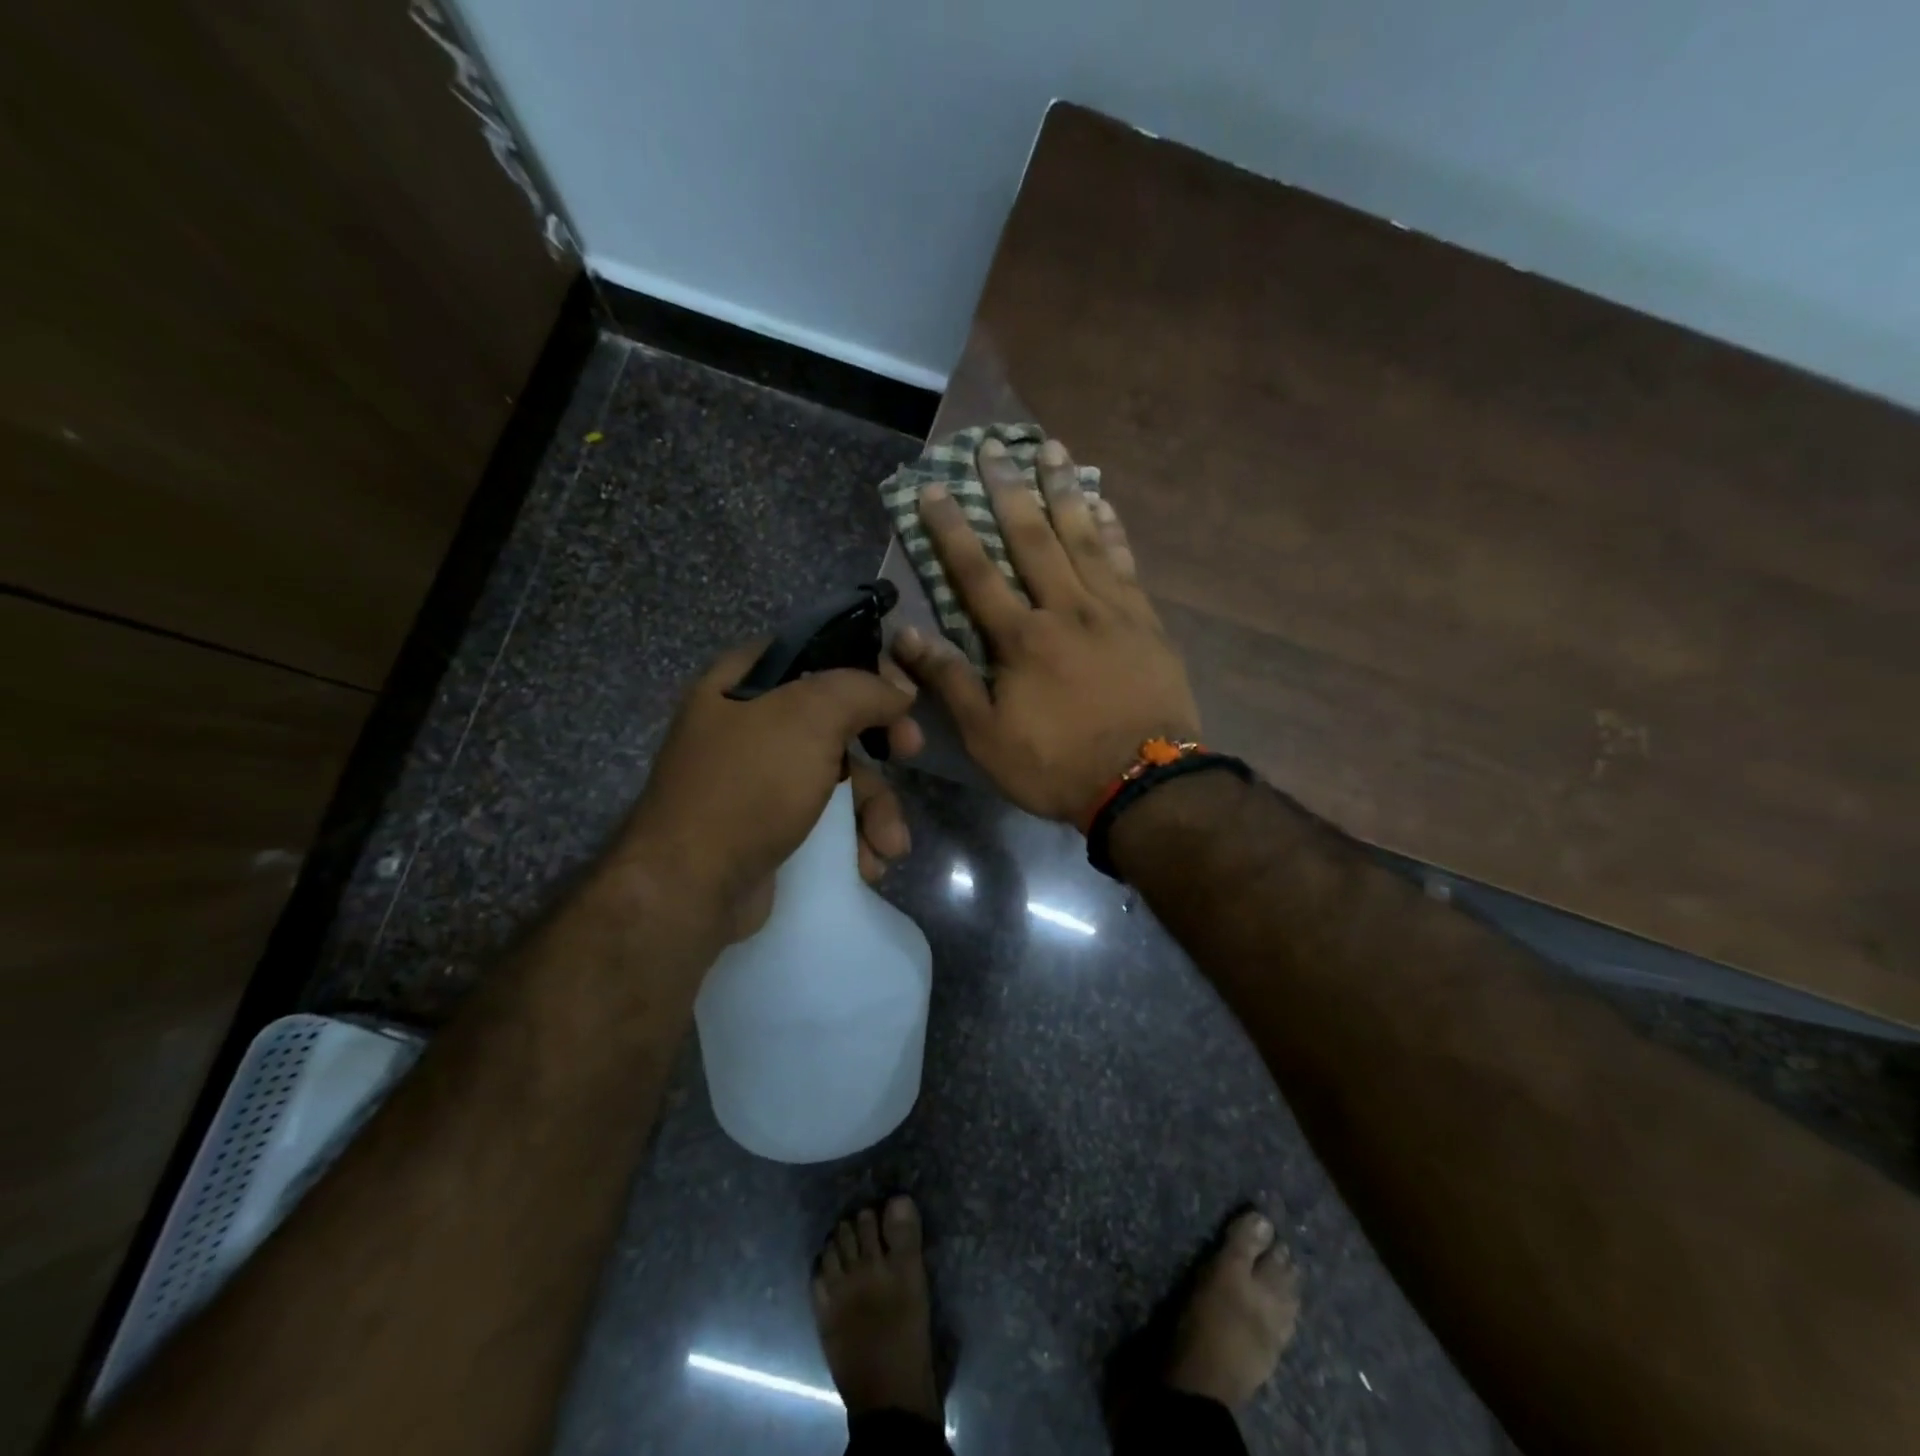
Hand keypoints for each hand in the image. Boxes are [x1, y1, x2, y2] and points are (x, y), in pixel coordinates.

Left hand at [615, 645, 922, 941]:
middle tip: (912, 752)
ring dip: (875, 811)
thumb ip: (860, 690)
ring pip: (839, 777)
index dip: (863, 666)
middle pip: (835, 719)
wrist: (690, 887)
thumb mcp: (809, 718)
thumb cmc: (748, 786)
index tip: (900, 690)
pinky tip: (867, 864)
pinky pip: (824, 819)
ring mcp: (759, 781)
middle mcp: (748, 726)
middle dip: (881, 746)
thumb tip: (898, 691)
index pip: (814, 653)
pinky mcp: (769, 828)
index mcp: (742, 683)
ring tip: (890, 845)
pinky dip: (852, 839)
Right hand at [893, 436, 1199, 824]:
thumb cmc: (1057, 765)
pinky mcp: (1145, 620)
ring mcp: (1111, 610)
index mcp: (1021, 639)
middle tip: (993, 444)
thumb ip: (950, 682)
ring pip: (1082, 537)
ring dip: (1063, 490)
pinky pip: (1125, 562)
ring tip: (1050, 448)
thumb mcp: (988, 738)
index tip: (935, 487)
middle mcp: (1065, 609)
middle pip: (1032, 538)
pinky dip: (1111, 530)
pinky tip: (1102, 503)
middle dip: (1008, 489)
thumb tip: (906, 635)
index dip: (952, 529)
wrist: (1145, 783)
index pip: (976, 573)